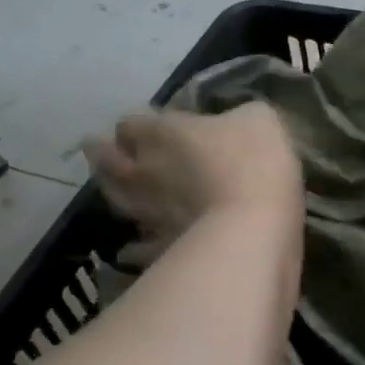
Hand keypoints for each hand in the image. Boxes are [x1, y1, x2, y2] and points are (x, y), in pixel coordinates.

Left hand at [84, 102, 301, 262]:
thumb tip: (235, 120)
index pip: (131, 121)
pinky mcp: (160, 248)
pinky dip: (134, 245)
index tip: (150, 124)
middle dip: (105, 153)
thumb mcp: (260, 119)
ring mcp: (148, 213)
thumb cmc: (256, 163)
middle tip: (107, 150)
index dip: (138, 123)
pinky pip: (137, 247)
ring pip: (116, 200)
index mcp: (162, 133)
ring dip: (115, 193)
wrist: (255, 229)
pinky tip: (135, 246)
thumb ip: (238, 116)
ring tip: (118, 189)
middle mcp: (144, 171)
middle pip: (106, 160)